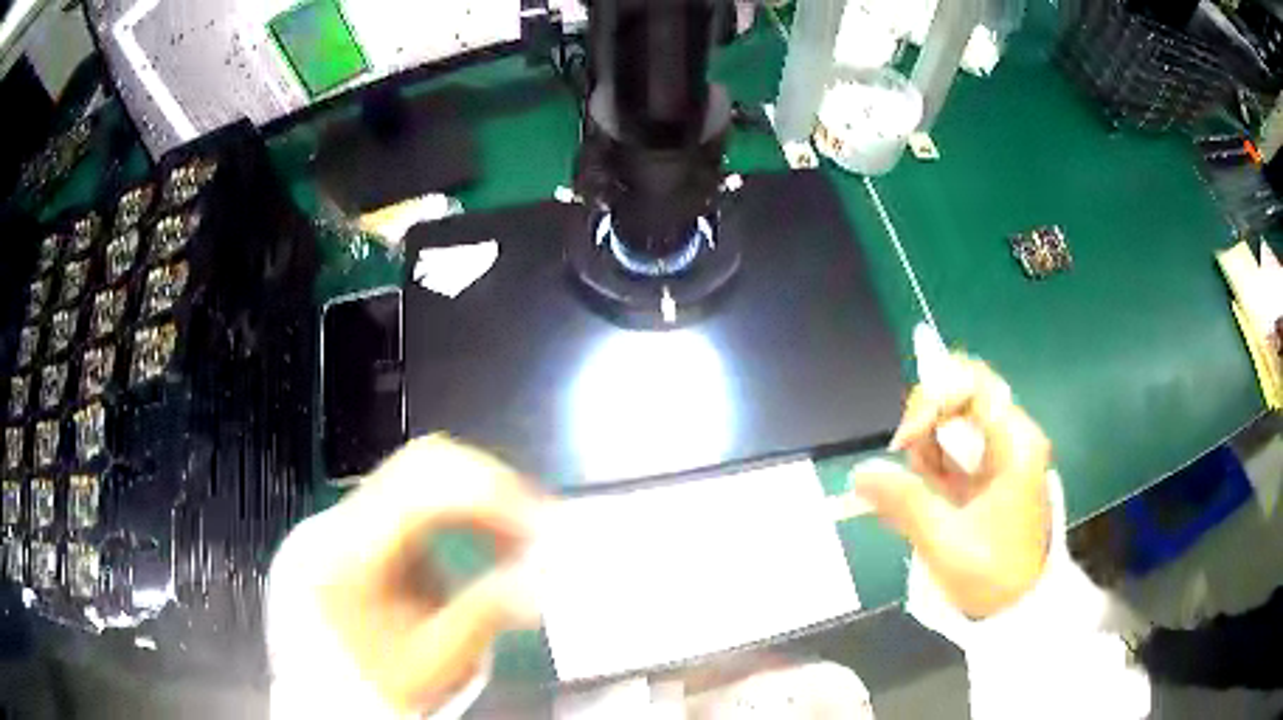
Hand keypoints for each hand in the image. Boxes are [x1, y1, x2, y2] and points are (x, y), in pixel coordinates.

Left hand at [314, 436, 542, 712]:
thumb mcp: (436, 659)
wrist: (332, 683)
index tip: (543, 525)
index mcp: (352, 553)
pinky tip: (487, 529)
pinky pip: (418, 484)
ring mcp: (350, 511)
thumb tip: (545, 572)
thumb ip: (488, 611)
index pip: (424, 491)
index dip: (491, 497)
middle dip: (491, 484)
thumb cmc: (382, 677)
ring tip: (520, 529)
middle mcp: (345, 517)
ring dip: (479, 489)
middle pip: (424, 461)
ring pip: (423, 465)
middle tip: (539, 522)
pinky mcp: (363, 516)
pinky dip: (462, 499)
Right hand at [851, 356, 1050, 618]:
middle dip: (927, 423)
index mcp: (1014, 443)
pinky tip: (929, 490)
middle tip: (911, 463)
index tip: (903, 443)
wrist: (1019, 606)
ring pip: (956, 419)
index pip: (972, 385)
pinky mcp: (994, 470)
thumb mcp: (944, 540)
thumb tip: (859, 473)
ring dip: (929, 446)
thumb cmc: (990, 573)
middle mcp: (1014, 436)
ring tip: (924, 488)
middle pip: (963, 394)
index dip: (931, 400)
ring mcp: (1005, 452)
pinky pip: (957, 446)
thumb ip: (902, 501)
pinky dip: (935, 462)